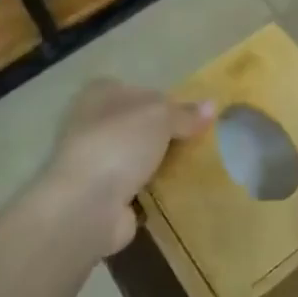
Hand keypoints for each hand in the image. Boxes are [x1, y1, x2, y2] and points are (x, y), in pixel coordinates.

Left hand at [37, 80, 213, 260]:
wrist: (85, 206)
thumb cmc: (120, 143)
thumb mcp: (161, 116)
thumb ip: (185, 113)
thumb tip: (212, 106)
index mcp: (100, 94)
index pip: (139, 90)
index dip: (164, 100)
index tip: (190, 115)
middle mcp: (91, 124)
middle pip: (138, 124)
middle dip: (164, 134)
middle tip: (198, 140)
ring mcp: (94, 162)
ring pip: (136, 156)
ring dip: (158, 163)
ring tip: (195, 165)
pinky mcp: (100, 196)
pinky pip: (136, 186)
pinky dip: (153, 190)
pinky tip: (178, 190)